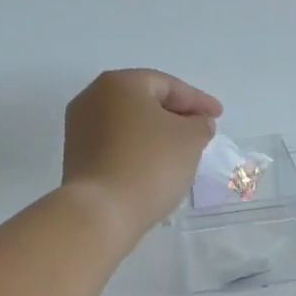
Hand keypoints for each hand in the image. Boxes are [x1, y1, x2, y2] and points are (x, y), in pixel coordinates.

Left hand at [61, 68, 221, 247]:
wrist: (101, 211)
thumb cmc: (149, 165)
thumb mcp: (190, 140)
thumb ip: (200, 124)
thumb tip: (196, 123)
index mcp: (119, 84)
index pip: (167, 85)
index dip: (198, 100)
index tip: (219, 115)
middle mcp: (93, 98)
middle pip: (145, 102)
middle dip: (175, 115)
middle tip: (200, 131)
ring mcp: (80, 128)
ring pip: (129, 125)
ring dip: (156, 134)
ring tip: (181, 152)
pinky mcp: (77, 157)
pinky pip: (117, 146)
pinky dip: (139, 151)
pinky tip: (155, 167)